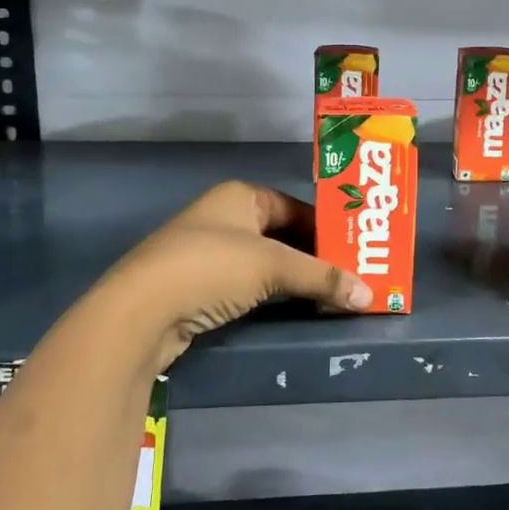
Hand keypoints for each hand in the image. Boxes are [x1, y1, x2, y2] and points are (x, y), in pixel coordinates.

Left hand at [92, 180, 370, 374]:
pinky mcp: (201, 287)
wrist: (139, 313)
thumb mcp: (273, 266)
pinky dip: (274, 297)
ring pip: (267, 264)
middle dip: (316, 258)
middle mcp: (225, 218)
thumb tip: (369, 295)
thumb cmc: (210, 268)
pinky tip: (296, 311)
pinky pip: (250, 287)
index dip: (328, 229)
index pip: (297, 207)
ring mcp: (210, 253)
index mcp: (241, 196)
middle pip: (284, 236)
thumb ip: (322, 278)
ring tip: (333, 297)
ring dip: (297, 281)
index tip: (358, 252)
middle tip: (353, 278)